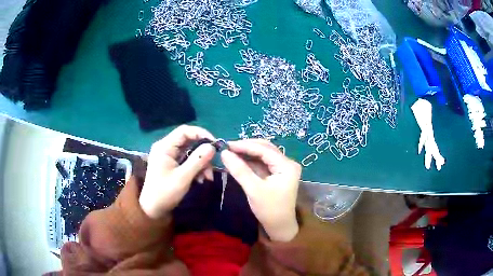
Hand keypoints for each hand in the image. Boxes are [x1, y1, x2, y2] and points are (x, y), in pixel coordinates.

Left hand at [139, 125, 215, 218]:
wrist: (153, 209)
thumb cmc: (165, 193)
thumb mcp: (183, 177)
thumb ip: (197, 161)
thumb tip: (212, 147)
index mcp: (164, 146)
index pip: (185, 131)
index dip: (201, 134)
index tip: (215, 145)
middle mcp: (166, 147)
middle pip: (189, 141)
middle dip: (203, 153)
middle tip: (212, 166)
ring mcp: (169, 155)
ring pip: (191, 151)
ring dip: (201, 163)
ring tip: (207, 178)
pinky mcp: (172, 163)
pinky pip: (188, 160)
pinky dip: (196, 168)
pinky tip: (200, 179)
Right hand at [221, 139, 300, 241]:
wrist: (279, 226)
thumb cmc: (269, 210)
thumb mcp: (253, 189)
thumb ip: (239, 170)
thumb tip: (224, 153)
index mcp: (287, 166)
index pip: (264, 149)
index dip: (245, 145)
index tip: (226, 144)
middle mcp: (287, 163)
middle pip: (265, 148)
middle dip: (246, 147)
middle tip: (228, 147)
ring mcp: (283, 168)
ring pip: (263, 154)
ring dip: (247, 153)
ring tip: (230, 152)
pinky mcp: (277, 173)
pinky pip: (263, 163)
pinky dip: (250, 161)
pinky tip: (238, 159)